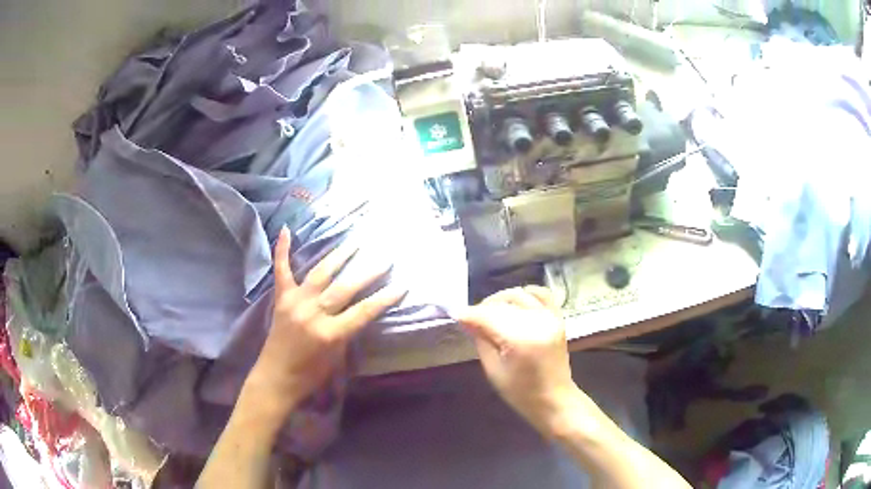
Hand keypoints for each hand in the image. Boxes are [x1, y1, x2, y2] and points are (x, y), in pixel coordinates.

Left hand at [242, 228, 405, 424]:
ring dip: (339, 256)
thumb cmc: (309, 375)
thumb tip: (357, 311)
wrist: (275, 379)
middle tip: (384, 258)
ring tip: (355, 242)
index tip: (402, 285)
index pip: (364, 311)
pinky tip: (286, 230)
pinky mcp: (281, 299)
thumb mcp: (336, 358)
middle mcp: (313, 313)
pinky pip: (282, 271)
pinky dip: (282, 250)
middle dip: (368, 273)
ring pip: (320, 273)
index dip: (385, 298)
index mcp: (330, 333)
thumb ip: (347, 332)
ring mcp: (295, 303)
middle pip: (345, 288)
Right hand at [458, 286, 579, 435]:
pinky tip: (514, 303)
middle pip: (502, 304)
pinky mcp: (557, 317)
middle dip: (483, 308)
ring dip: (501, 300)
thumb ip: (481, 340)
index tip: (454, 314)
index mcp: (521, 339)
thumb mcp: (493, 370)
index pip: (488, 316)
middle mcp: (537, 322)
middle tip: (471, 320)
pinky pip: (541, 293)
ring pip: (518, 295)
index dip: (469, 314)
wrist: (554, 399)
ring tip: (490, 313)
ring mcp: (550, 317)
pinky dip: (526, 293)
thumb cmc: (521, 392)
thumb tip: (466, 319)